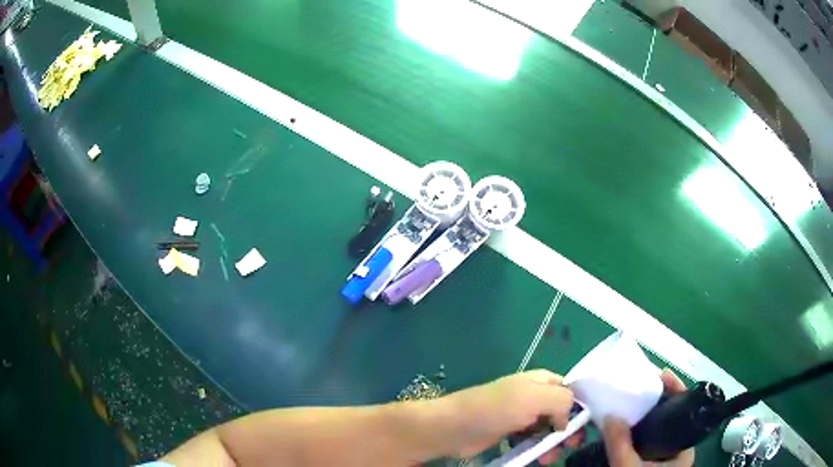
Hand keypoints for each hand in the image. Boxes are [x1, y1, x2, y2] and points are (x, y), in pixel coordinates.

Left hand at [439, 370, 576, 461]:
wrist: (454, 428)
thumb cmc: (496, 409)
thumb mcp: (535, 397)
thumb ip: (561, 400)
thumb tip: (567, 418)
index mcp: (540, 380)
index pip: (569, 389)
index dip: (579, 406)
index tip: (583, 426)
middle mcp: (532, 396)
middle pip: (560, 411)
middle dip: (566, 429)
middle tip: (570, 446)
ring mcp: (520, 416)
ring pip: (546, 429)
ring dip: (552, 443)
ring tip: (548, 457)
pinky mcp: (508, 433)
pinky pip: (531, 440)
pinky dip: (537, 448)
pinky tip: (537, 457)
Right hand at [601, 369, 695, 466]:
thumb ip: (621, 446)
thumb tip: (611, 416)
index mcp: (683, 448)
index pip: (685, 410)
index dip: (675, 390)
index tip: (659, 375)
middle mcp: (677, 449)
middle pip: (671, 417)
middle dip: (655, 401)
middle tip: (639, 386)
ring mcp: (663, 456)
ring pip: (657, 429)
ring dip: (643, 415)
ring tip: (629, 401)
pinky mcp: (650, 461)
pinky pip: (646, 439)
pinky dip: (636, 430)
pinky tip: (624, 426)